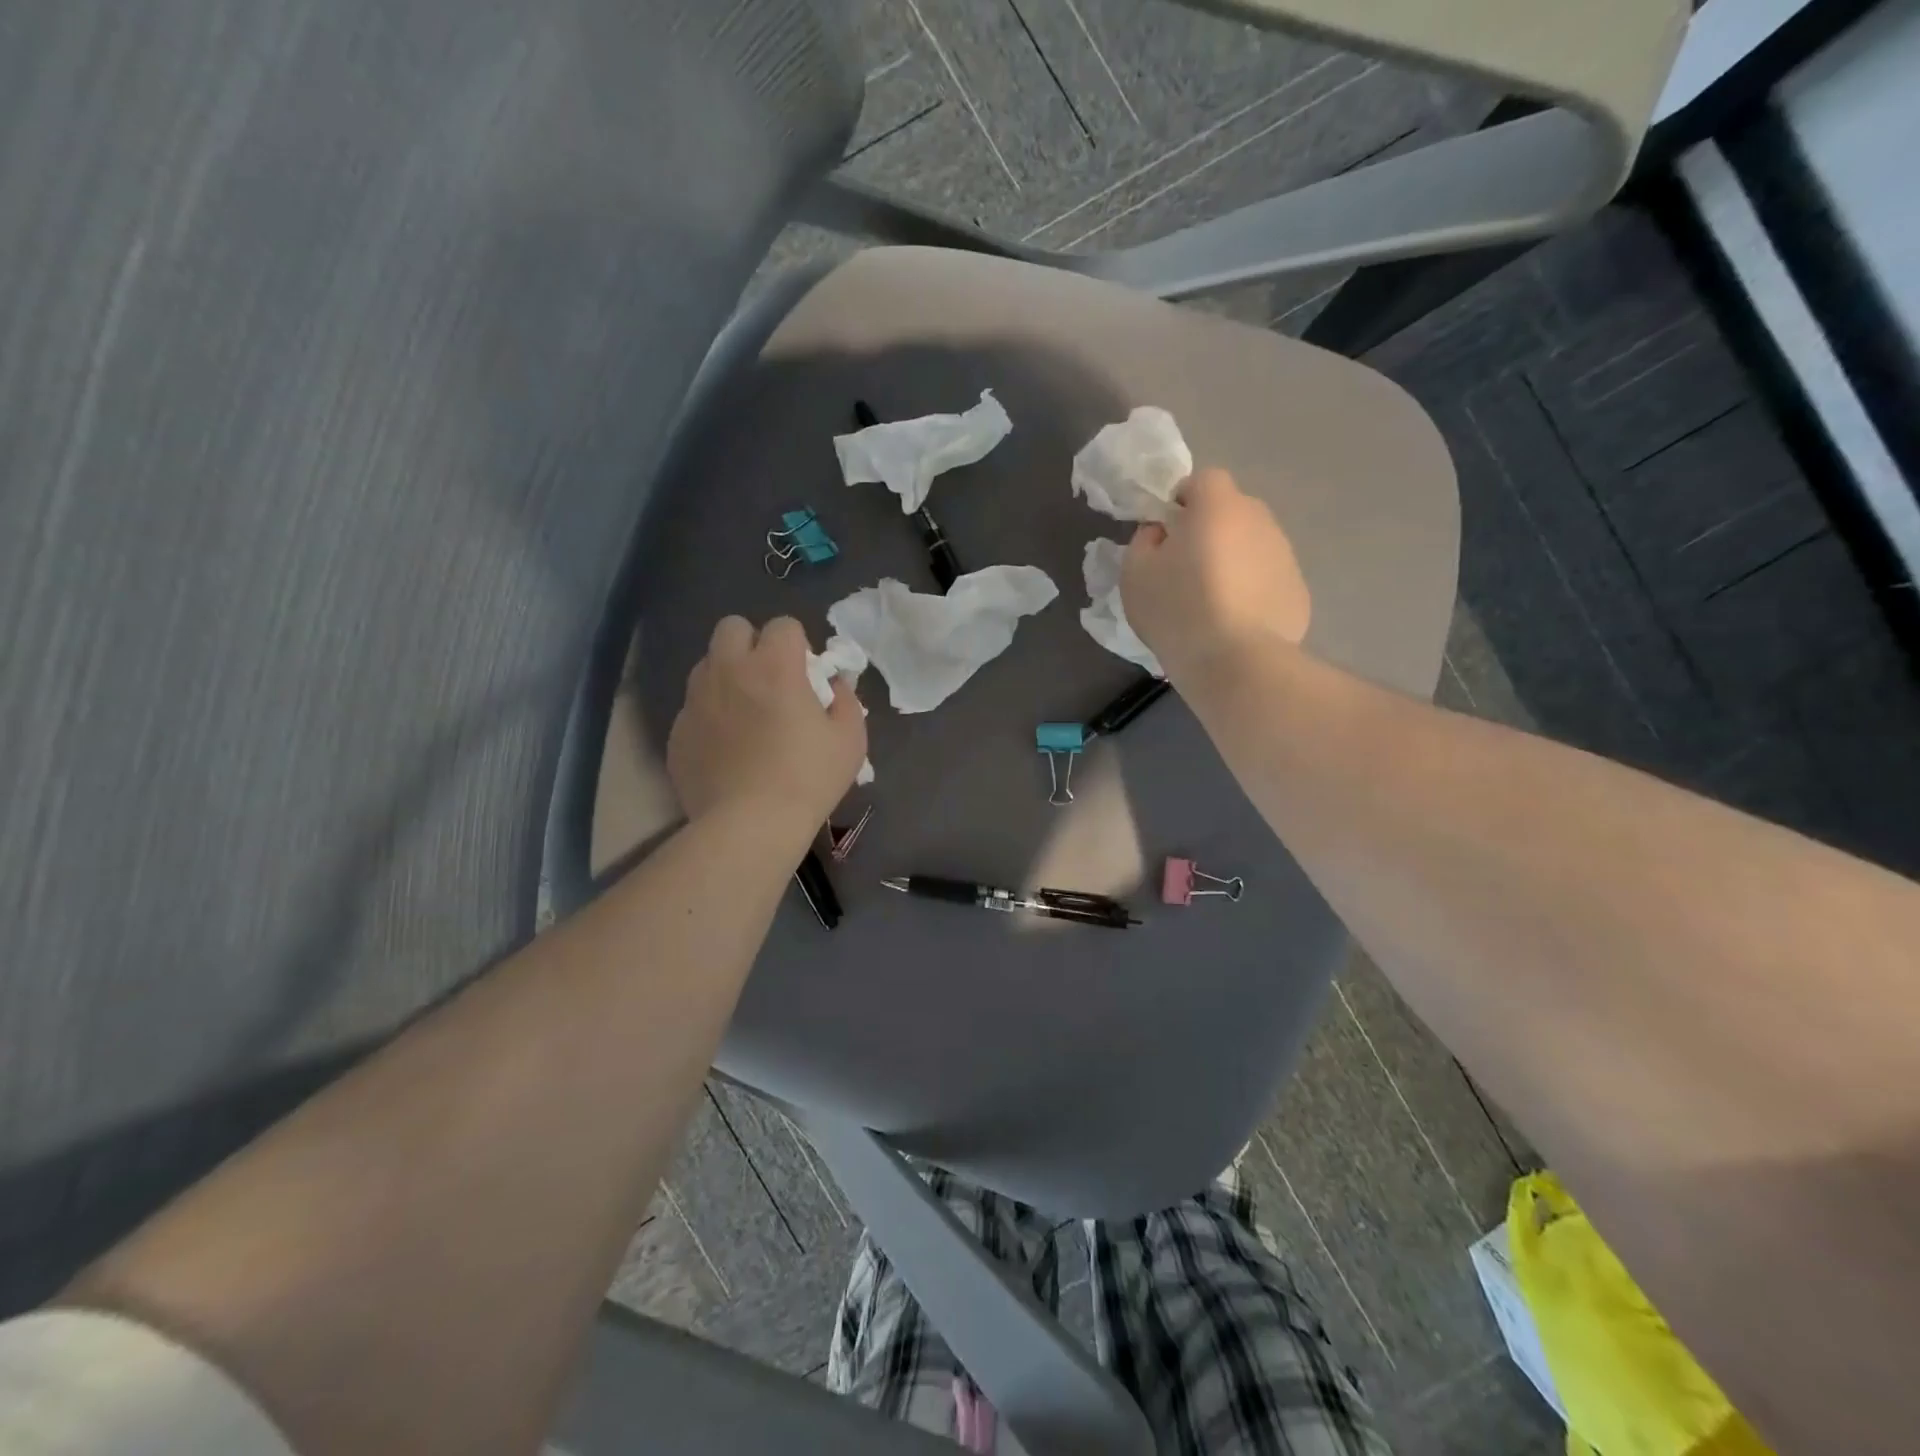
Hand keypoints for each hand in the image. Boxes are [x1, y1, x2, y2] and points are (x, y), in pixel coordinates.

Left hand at [667, 617, 866, 833]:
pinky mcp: (677, 732)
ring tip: (745, 714)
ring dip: (727, 676)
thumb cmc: (808, 778)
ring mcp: (696, 700)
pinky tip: (727, 749)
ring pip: (707, 665)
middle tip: (769, 681)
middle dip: (752, 644)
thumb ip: (846, 700)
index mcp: (774, 666)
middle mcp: (728, 671)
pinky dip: (710, 716)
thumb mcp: (851, 739)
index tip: (806, 675)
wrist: (749, 826)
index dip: (797, 645)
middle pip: (732, 628)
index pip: (783, 625)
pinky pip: (693, 707)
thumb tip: (833, 684)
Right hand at [1120, 467, 1310, 682]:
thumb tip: (1161, 533)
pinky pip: (1267, 580)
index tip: (1167, 532)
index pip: (1203, 479)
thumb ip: (1144, 540)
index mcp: (1218, 507)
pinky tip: (1234, 625)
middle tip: (1185, 570)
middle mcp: (1259, 520)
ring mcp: (1285, 555)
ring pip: (1252, 546)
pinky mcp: (1298, 591)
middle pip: (1231, 511)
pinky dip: (1252, 592)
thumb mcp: (1135, 574)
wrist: (1236, 663)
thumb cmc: (1178, 611)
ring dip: (1233, 561)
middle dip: (1209, 531)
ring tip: (1211, 603)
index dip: (1182, 500)